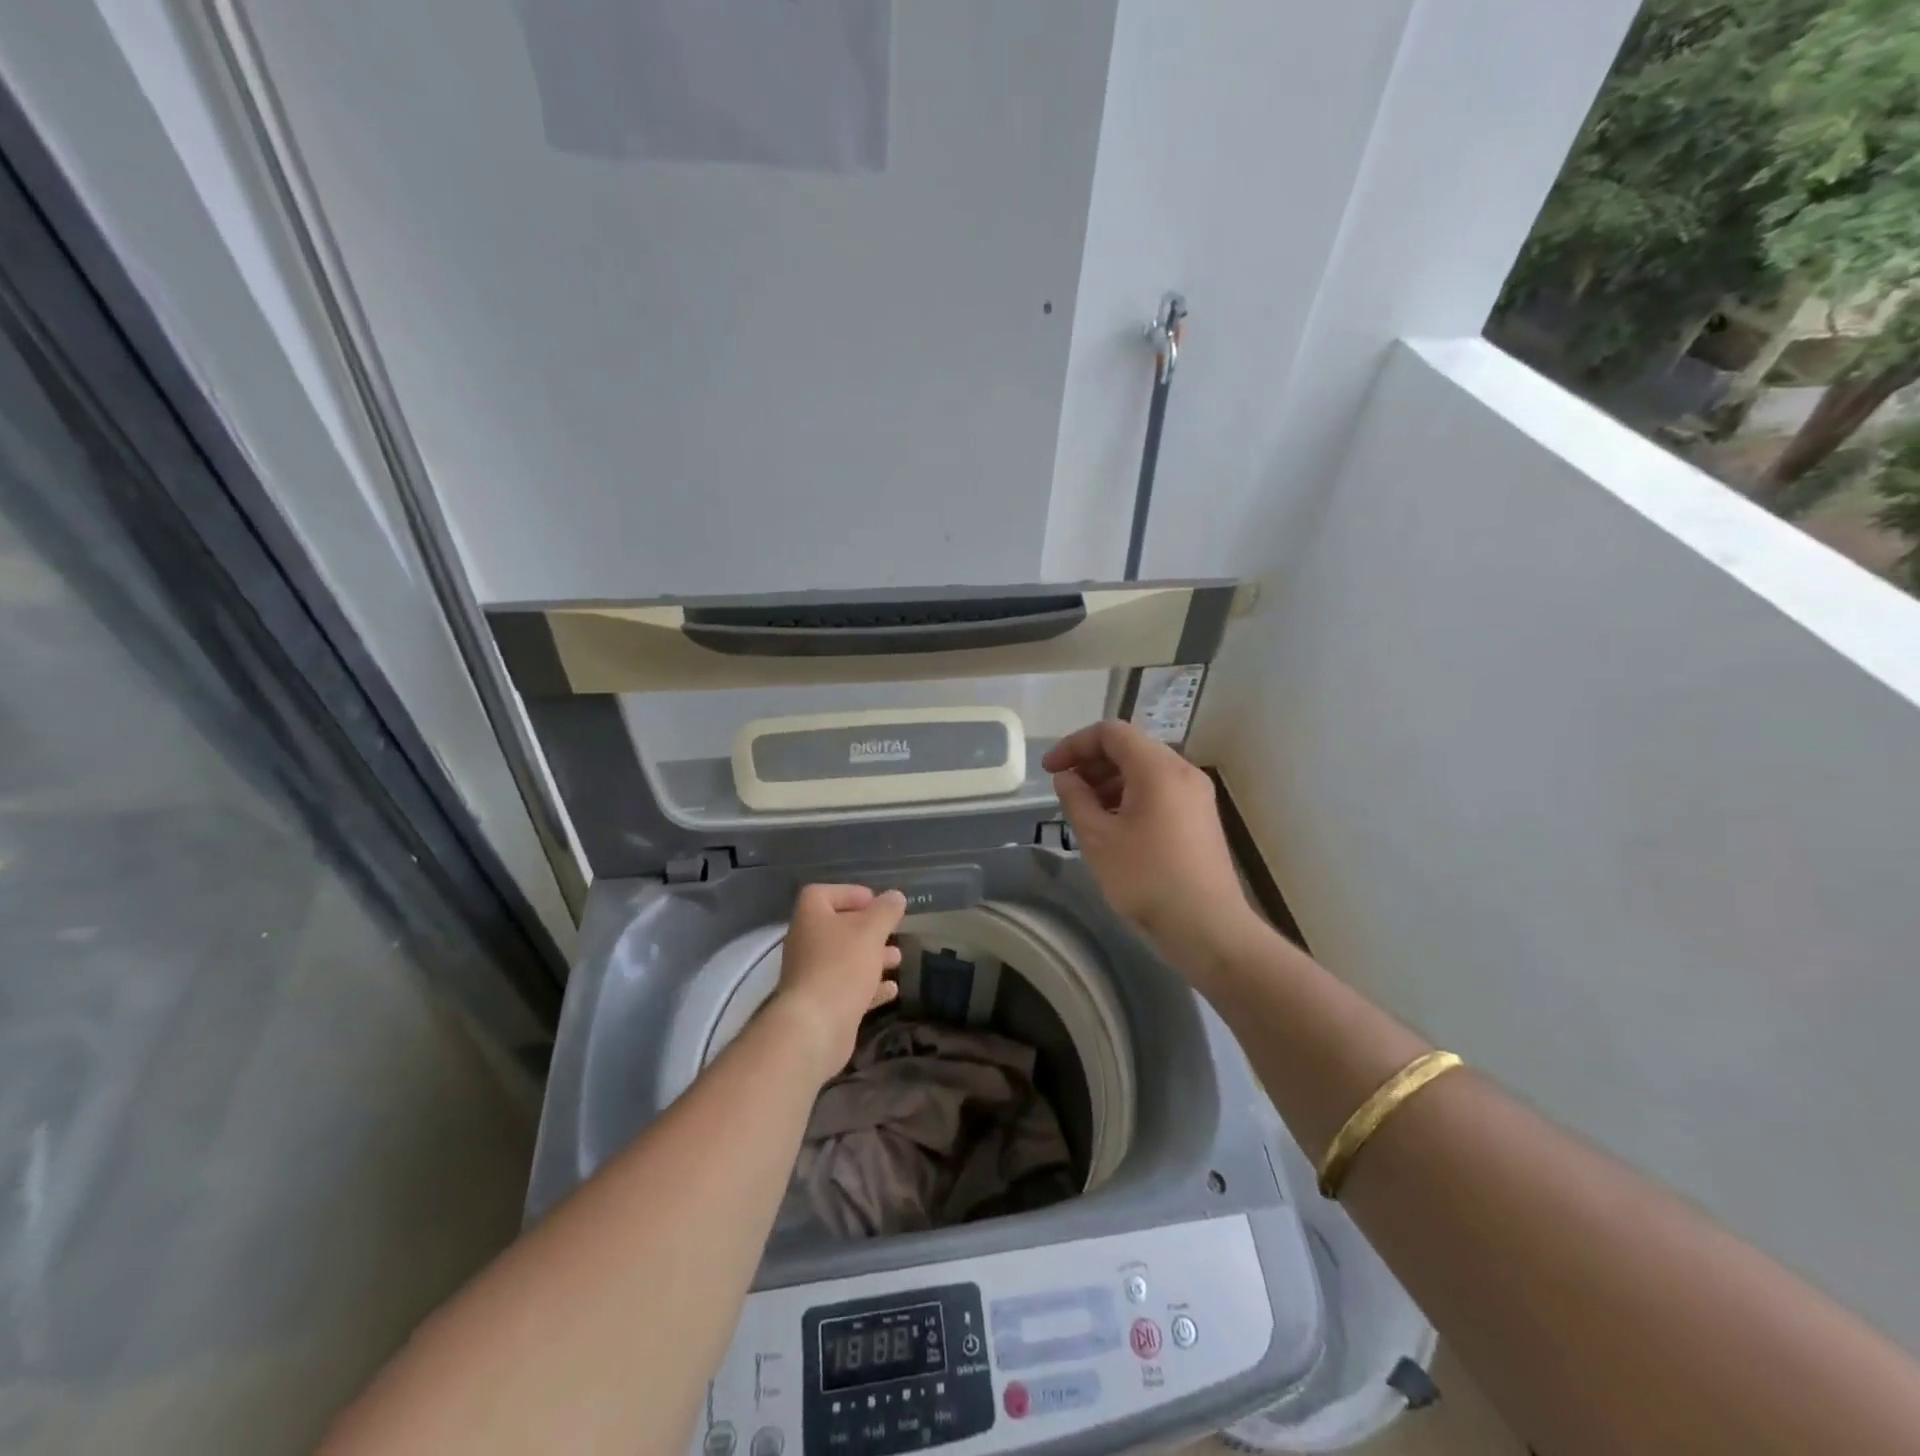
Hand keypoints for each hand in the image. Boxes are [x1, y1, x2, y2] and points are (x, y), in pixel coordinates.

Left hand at [770, 884, 906, 1082]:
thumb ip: (885, 911)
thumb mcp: (870, 931)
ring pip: (845, 959)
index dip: (849, 893)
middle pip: (838, 927)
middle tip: (892, 931)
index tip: (876, 902)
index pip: (823, 893)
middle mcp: (806, 942)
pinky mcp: (822, 1004)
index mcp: (811, 917)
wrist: (814, 1028)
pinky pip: (848, 988)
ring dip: (872, 957)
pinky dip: (870, 986)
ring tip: (898, 959)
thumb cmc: (841, 966)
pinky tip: (892, 990)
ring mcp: (812, 975)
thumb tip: (896, 896)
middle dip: (868, 929)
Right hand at [1042, 720, 1254, 967]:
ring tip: (1085, 810)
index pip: (1111, 732)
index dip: (1074, 744)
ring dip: (1110, 780)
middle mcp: (1183, 771)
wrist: (1207, 927)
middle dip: (1092, 762)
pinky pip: (1160, 791)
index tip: (1050, 770)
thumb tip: (1067, 777)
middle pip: (1131, 747)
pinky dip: (1130, 796)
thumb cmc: (1146, 878)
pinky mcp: (1200, 817)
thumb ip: (1076, 799)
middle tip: (1065, 790)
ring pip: (1145, 770)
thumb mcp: (1098, 838)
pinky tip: (1113, 826)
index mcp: (1158, 768)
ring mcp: (1196, 795)